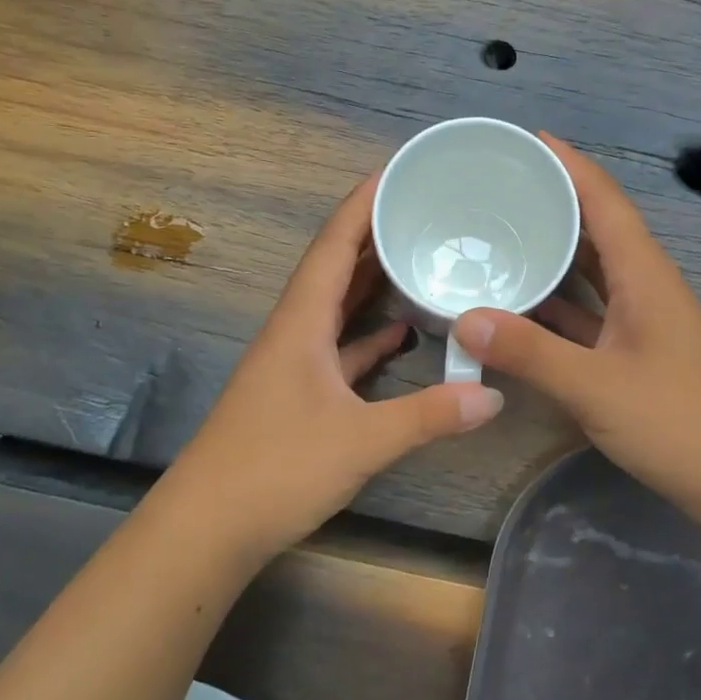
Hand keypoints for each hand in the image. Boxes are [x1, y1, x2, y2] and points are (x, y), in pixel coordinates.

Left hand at [154, 174, 502, 561]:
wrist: (207, 528)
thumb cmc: (274, 469)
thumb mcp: (361, 440)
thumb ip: (428, 416)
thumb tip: (493, 396)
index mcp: (300, 322)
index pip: (333, 245)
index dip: (362, 203)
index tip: (397, 171)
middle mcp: (294, 332)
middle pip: (335, 267)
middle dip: (374, 234)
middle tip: (423, 209)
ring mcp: (294, 365)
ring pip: (336, 307)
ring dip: (371, 282)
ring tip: (417, 258)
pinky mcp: (298, 395)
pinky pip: (338, 348)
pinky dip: (368, 336)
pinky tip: (400, 335)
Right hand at [452, 135, 700, 513]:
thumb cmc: (678, 423)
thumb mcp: (596, 387)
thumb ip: (530, 353)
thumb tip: (465, 319)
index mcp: (644, 275)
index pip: (604, 201)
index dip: (569, 165)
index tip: (527, 141)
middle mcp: (644, 286)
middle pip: (597, 228)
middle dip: (554, 202)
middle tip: (498, 188)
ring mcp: (642, 321)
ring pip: (593, 272)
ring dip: (555, 253)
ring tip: (502, 237)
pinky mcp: (636, 353)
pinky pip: (590, 312)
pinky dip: (558, 304)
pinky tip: (522, 309)